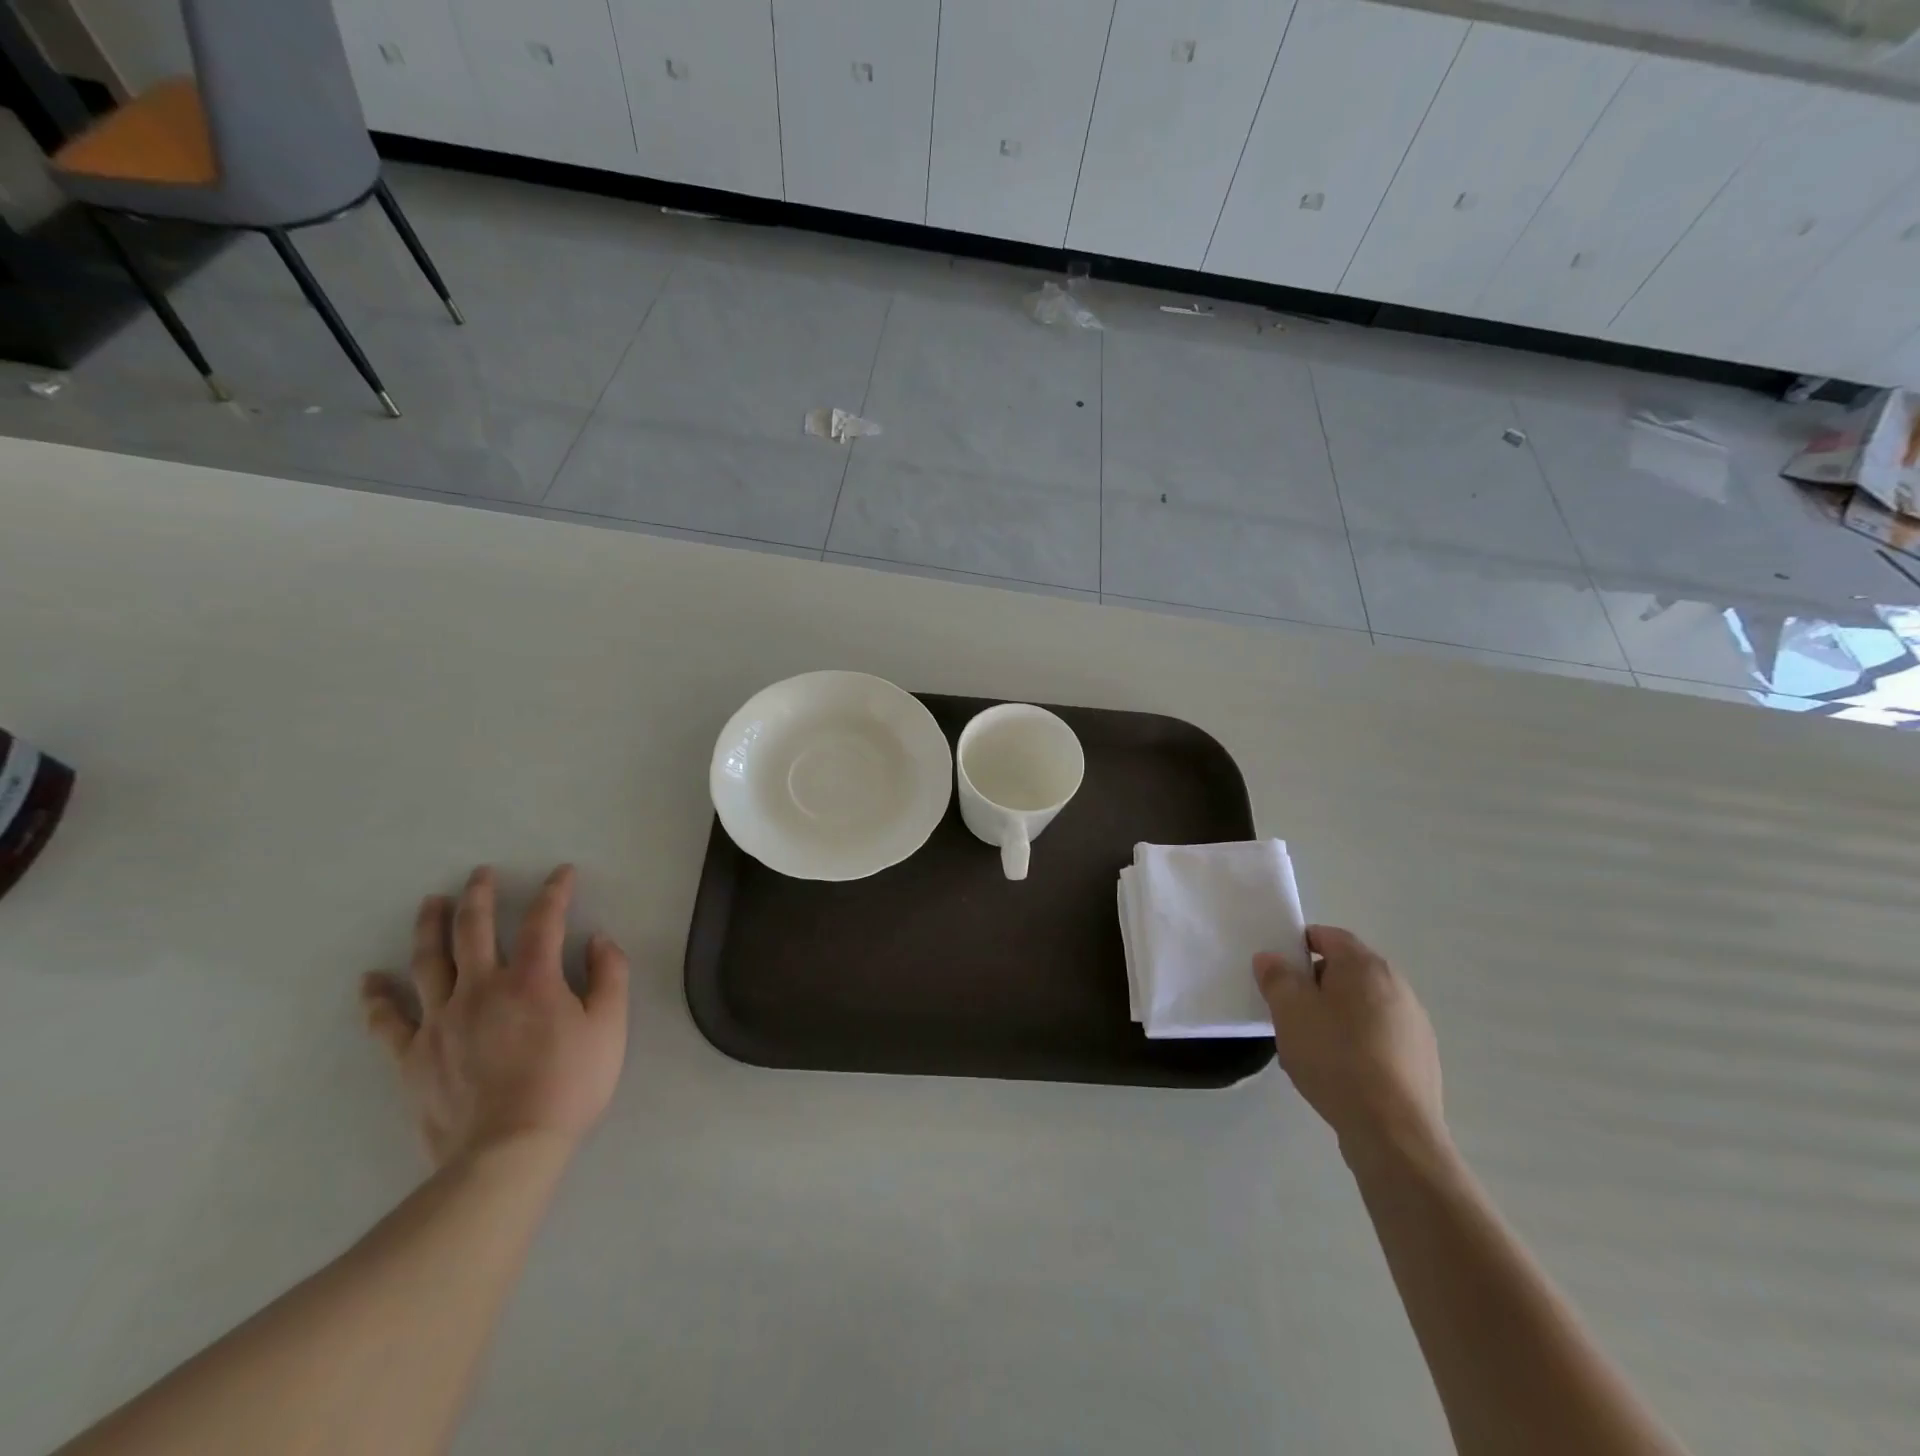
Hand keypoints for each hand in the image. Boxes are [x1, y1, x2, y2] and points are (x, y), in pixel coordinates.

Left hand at [360, 864, 629, 1166]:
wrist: (507, 1151)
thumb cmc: (569, 1085)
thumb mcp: (610, 1027)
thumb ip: (609, 976)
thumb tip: (598, 940)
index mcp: (533, 979)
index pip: (544, 920)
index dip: (555, 891)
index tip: (562, 873)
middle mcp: (481, 987)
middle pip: (474, 929)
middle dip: (479, 895)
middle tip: (480, 874)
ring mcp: (441, 1020)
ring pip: (428, 961)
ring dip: (429, 926)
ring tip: (430, 903)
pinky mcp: (413, 1055)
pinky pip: (388, 1020)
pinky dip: (378, 997)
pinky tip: (371, 980)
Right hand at [1254, 926, 1445, 1165]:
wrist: (1393, 1131)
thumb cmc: (1335, 1057)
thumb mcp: (1289, 1011)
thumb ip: (1276, 976)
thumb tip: (1271, 958)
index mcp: (1365, 966)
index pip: (1328, 936)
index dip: (1299, 945)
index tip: (1278, 970)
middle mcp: (1397, 986)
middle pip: (1347, 970)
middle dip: (1315, 984)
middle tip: (1289, 1009)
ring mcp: (1415, 1024)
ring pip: (1362, 1005)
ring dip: (1336, 1015)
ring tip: (1311, 1046)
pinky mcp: (1421, 1059)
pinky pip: (1378, 1036)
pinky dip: (1357, 1042)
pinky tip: (1339, 1071)